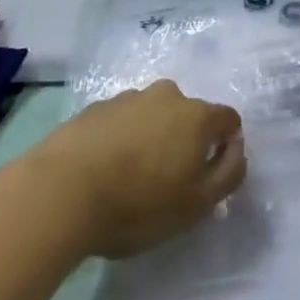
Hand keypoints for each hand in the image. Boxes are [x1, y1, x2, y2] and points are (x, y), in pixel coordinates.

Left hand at [19, 80, 246, 258]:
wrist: (62, 190)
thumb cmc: (138, 203)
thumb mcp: (197, 204)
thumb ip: (228, 173)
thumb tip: (237, 148)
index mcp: (197, 115)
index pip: (228, 119)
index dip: (226, 146)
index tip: (210, 176)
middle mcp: (167, 95)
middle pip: (189, 115)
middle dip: (185, 141)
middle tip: (168, 181)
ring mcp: (129, 97)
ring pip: (153, 116)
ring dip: (152, 138)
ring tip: (131, 178)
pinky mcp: (96, 107)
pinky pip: (121, 121)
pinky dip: (121, 139)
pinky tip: (104, 170)